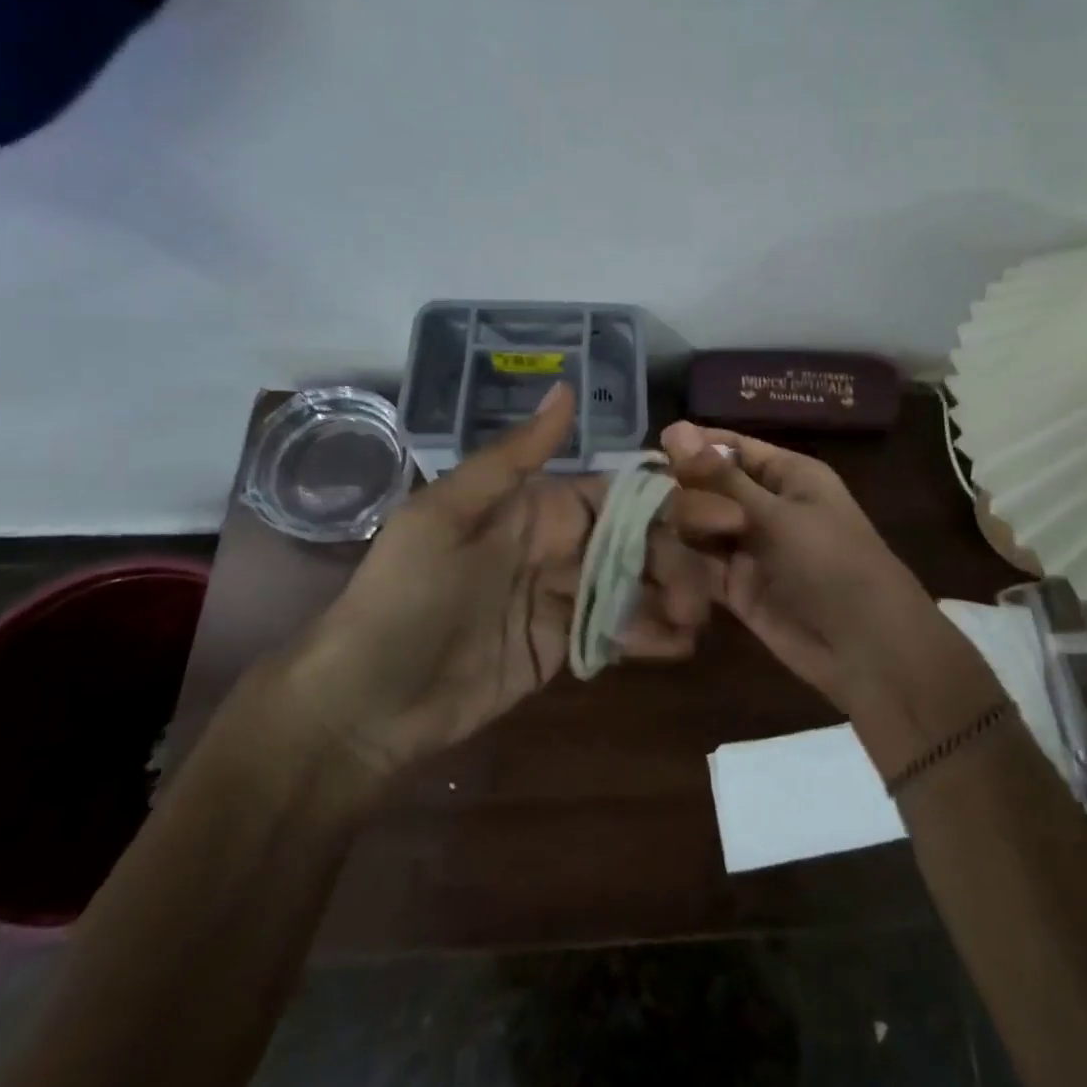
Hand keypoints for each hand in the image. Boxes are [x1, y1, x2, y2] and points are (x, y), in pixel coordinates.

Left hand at [284, 385, 717, 791]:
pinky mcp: (566, 645)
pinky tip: (678, 645)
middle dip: (679, 554)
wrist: (369, 701)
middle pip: (638, 541)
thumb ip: (515, 455)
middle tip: (712, 581)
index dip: (667, 499)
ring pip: (636, 585)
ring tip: (698, 618)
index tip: (716, 510)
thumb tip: (566, 385)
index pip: (617, 493)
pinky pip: (618, 631)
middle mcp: (559, 545)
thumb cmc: (407, 594)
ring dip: (673, 596)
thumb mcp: (449, 513)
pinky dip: (650, 635)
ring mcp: (565, 597)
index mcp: (537, 506)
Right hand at [661, 422, 1000, 776]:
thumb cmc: (832, 563)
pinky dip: (682, 567)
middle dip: (688, 497)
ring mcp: (749, 547)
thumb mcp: (778, 515)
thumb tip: (673, 428)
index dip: (694, 447)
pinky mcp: (735, 587)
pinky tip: (660, 567)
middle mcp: (765, 505)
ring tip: (668, 544)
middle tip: (676, 515)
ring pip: (699, 527)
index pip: (731, 448)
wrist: (865, 648)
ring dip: (681, 532)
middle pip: (709, 487)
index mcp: (787, 475)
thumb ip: (721, 479)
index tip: (652, 451)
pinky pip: (699, 566)